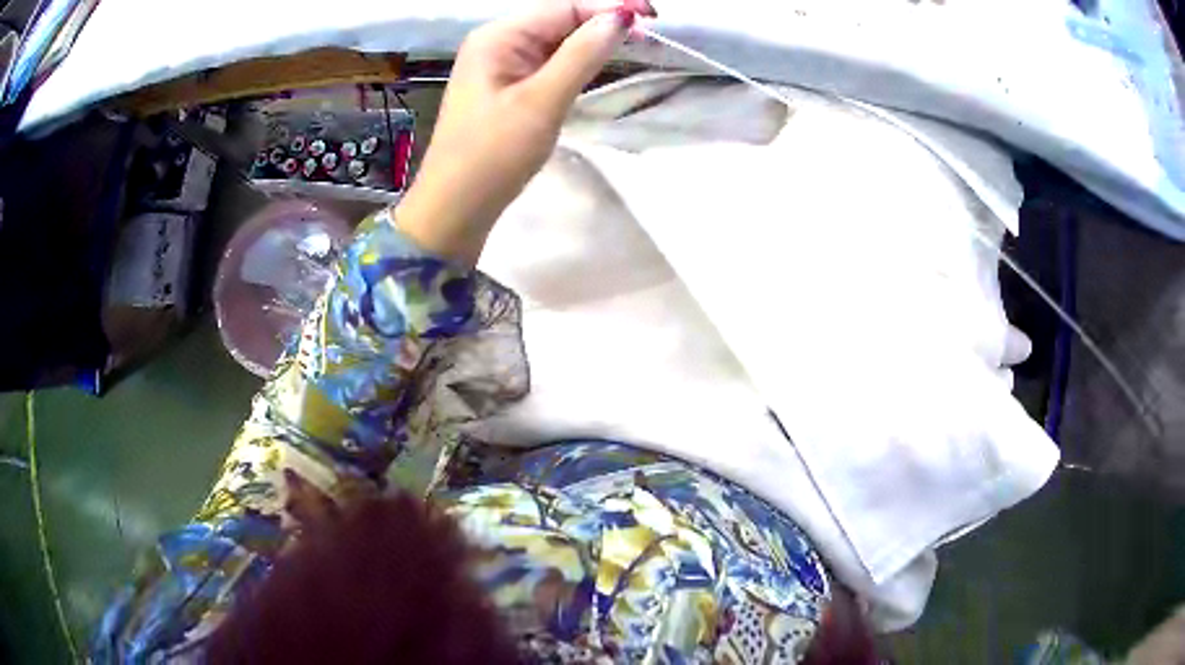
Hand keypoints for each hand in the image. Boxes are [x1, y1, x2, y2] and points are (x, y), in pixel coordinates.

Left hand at [396, 0, 654, 264]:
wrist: (455, 207)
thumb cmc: (493, 156)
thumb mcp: (542, 102)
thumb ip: (582, 55)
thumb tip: (621, 17)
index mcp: (498, 37)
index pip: (563, 7)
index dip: (608, 7)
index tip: (653, 16)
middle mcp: (497, 41)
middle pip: (559, 19)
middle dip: (602, 23)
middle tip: (650, 36)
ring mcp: (500, 64)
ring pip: (555, 41)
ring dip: (592, 42)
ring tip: (636, 47)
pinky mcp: (506, 86)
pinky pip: (547, 62)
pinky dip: (575, 62)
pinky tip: (600, 65)